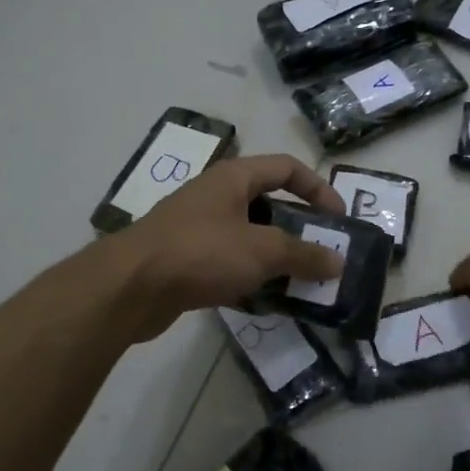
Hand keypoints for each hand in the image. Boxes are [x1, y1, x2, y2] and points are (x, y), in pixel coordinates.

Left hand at [109, 154, 345, 340]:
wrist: (130, 288)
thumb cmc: (201, 252)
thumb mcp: (261, 250)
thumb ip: (304, 254)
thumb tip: (339, 261)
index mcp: (234, 178)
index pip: (287, 168)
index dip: (318, 188)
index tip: (339, 220)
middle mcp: (216, 197)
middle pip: (269, 205)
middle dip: (300, 230)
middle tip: (324, 256)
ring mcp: (199, 229)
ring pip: (250, 238)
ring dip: (277, 259)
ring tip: (302, 283)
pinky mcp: (187, 261)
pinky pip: (230, 264)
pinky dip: (252, 279)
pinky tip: (268, 302)